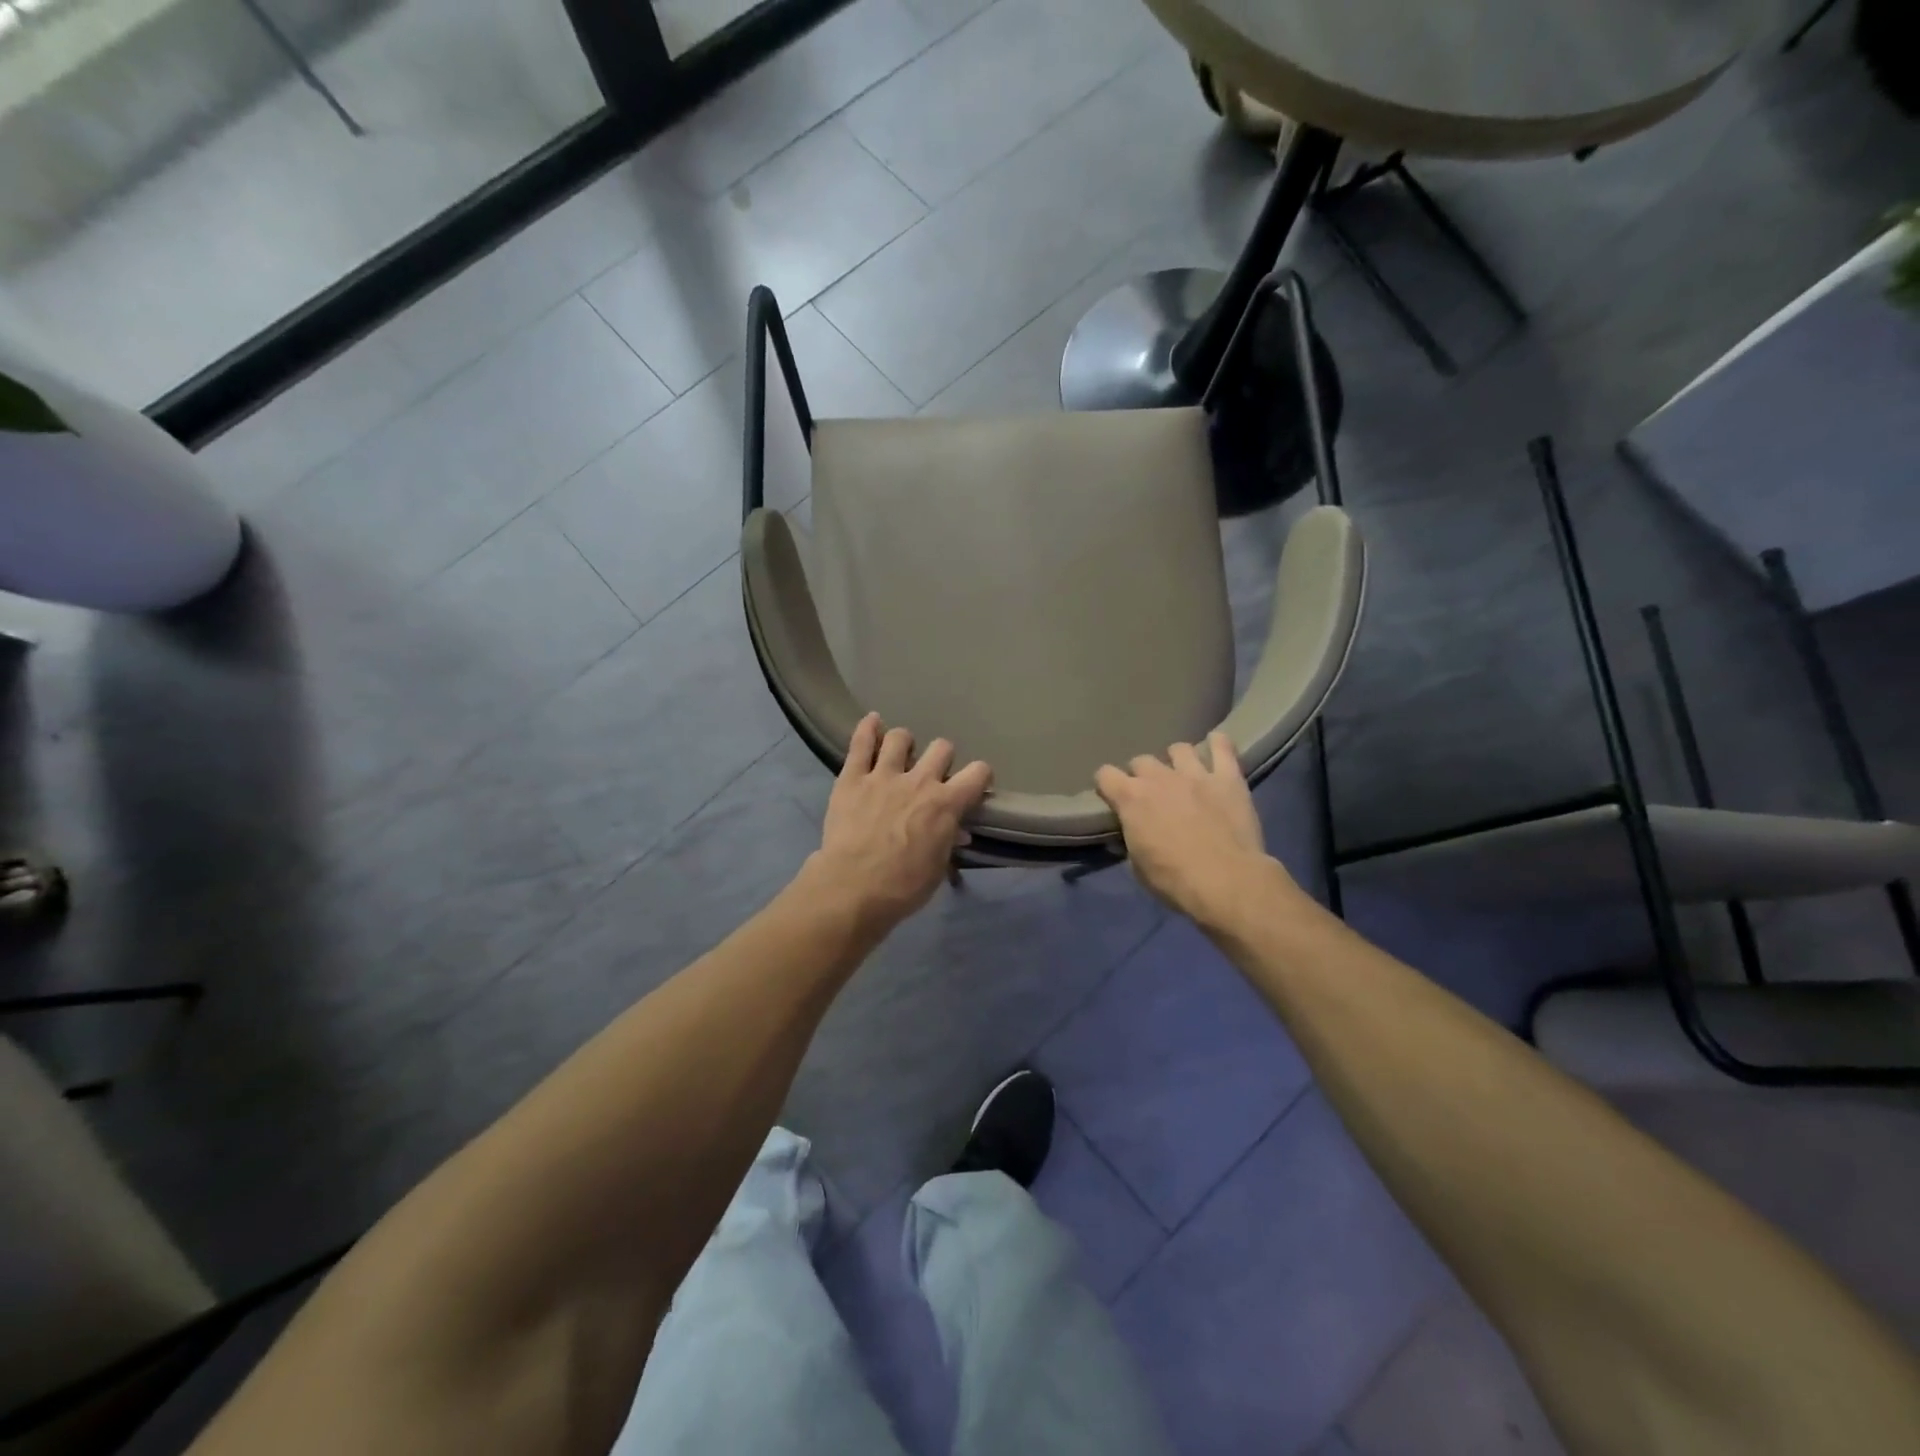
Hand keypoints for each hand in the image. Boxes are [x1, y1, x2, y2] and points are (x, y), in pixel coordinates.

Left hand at [809, 713, 992, 931]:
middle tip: (931, 774)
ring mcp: (883, 775)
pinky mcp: (852, 777)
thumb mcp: (937, 868)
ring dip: (904, 744)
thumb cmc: (903, 886)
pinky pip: (861, 743)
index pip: (978, 772)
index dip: (980, 776)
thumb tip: (957, 831)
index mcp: (946, 804)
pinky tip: (872, 721)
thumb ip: (947, 841)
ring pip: (900, 737)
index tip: (973, 784)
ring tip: (899, 755)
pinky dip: (867, 728)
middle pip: (941, 748)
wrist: (853, 888)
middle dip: (941, 758)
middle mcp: (919, 781)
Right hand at [1095, 732, 1295, 925]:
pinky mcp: (1227, 778)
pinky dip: (1218, 744)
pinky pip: (1223, 747)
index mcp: (1131, 799)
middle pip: (1141, 760)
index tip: (1111, 797)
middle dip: (1142, 775)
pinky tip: (1216, 746)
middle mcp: (1159, 777)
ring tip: (1183, 774)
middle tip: (1151, 794)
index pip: (1104, 774)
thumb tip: (1132, 832)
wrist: (1226, 881)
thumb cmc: (1174, 880)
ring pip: (1179, 748)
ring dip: (1177, 760)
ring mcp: (1195, 774)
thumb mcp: (1137, 866)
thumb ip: (1132, 838)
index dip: (1106, 785)